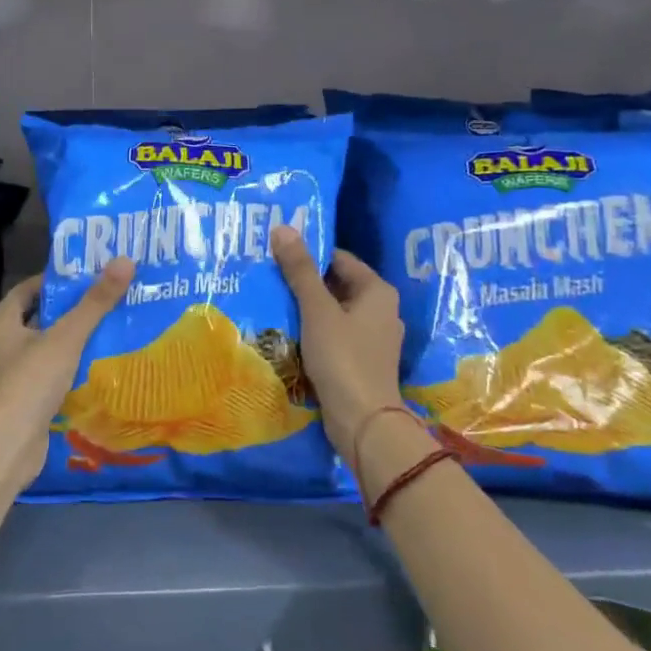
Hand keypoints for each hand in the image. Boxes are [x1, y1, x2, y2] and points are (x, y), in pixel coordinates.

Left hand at [0, 259, 134, 491]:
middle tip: (108, 301)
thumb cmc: (30, 382)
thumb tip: (125, 260)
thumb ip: (95, 302)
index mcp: (1, 323)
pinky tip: (100, 369)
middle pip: (40, 319)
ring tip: (113, 331)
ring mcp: (11, 376)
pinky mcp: (24, 402)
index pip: (28, 289)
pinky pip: (51, 378)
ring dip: (75, 343)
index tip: (89, 276)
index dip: (57, 281)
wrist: (6, 447)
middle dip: (72, 312)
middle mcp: (1, 346)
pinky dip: (72, 372)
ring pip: (48, 350)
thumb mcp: (66, 337)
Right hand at [271, 226, 404, 454]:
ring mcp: (373, 338)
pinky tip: (289, 333)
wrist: (364, 422)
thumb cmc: (343, 357)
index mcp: (378, 291)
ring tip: (273, 302)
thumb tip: (283, 228)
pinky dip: (315, 331)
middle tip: (269, 276)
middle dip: (305, 282)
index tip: (277, 254)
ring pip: (335, 312)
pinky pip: (336, 335)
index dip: (309, 254)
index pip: (339, 259)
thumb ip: (300, 270)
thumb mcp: (317, 310)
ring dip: (308, 308)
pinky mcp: (363, 361)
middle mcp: (381, 310)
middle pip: (337, 285)